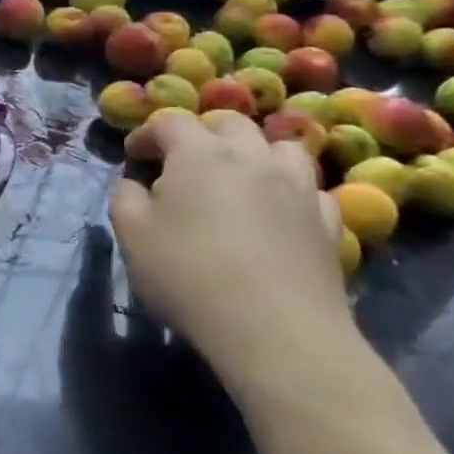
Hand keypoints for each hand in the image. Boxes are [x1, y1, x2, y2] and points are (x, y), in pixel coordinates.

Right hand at [109, 110, 355, 392]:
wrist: (276, 331)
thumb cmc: (190, 275)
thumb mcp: (132, 235)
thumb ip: (125, 198)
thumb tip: (135, 185)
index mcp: (200, 153)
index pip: (170, 122)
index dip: (148, 134)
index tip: (135, 156)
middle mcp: (252, 157)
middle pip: (229, 123)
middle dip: (202, 134)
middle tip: (183, 162)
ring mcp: (298, 187)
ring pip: (281, 147)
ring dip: (256, 153)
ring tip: (239, 178)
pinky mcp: (327, 222)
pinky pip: (311, 189)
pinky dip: (291, 190)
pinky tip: (279, 212)